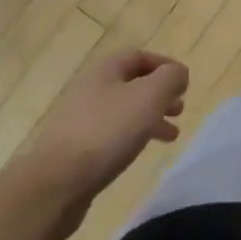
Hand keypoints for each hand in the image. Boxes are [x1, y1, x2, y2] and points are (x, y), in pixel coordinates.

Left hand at [16, 49, 188, 239]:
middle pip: (131, 84)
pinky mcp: (75, 150)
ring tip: (171, 135)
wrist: (56, 183)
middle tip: (179, 109)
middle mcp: (89, 90)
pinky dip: (132, 138)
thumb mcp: (149, 96)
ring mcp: (79, 121)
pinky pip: (110, 135)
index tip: (184, 82)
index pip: (138, 56)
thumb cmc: (107, 131)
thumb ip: (170, 78)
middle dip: (159, 94)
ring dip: (149, 118)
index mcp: (104, 72)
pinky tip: (140, 152)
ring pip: (123, 111)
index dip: (164, 65)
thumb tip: (178, 74)